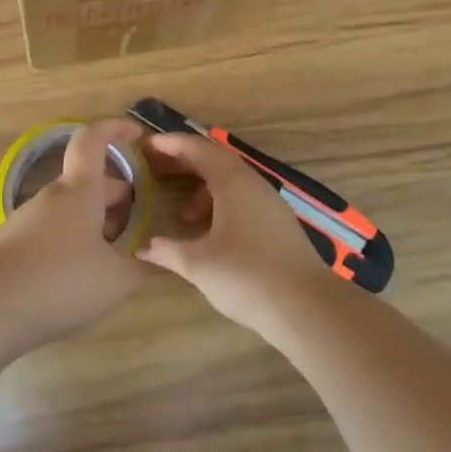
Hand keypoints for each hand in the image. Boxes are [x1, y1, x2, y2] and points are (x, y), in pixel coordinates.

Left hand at [0, 118, 147, 352]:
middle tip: (138, 218)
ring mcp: (27, 220)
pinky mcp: (11, 246)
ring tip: (114, 254)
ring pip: (69, 210)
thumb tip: (157, 259)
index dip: (115, 128)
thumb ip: (142, 267)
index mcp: (79, 190)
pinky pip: (50, 233)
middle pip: (86, 182)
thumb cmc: (61, 281)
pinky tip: (80, 277)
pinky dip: (71, 242)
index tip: (137, 134)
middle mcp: (51, 197)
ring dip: (94, 222)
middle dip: (114, 194)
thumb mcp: (116, 280)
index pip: (93, 140)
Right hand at [139, 131, 342, 331]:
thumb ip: (168, 250)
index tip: (148, 146)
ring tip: (184, 214)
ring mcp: (270, 203)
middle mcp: (253, 184)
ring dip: (204, 187)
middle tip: (157, 171)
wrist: (307, 307)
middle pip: (215, 160)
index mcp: (232, 182)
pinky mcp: (279, 223)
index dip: (172, 144)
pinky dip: (222, 203)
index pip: (198, 149)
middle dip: (185, 162)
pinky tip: (212, 233)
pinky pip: (244, 198)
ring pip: (232, 181)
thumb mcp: (199, 264)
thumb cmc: (246, 276)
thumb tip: (143, 246)